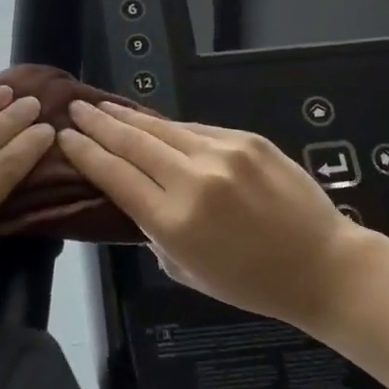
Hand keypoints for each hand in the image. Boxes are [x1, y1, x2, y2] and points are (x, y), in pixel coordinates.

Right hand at [58, 100, 371, 333]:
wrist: (323, 265)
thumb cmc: (252, 282)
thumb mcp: (187, 271)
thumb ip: (154, 233)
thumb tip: (136, 198)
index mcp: (174, 222)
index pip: (114, 176)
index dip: (85, 153)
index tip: (66, 137)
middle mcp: (194, 181)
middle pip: (132, 143)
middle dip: (98, 123)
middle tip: (76, 108)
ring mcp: (223, 155)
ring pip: (162, 128)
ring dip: (128, 117)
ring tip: (105, 106)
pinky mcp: (248, 140)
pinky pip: (197, 129)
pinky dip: (171, 127)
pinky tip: (154, 123)